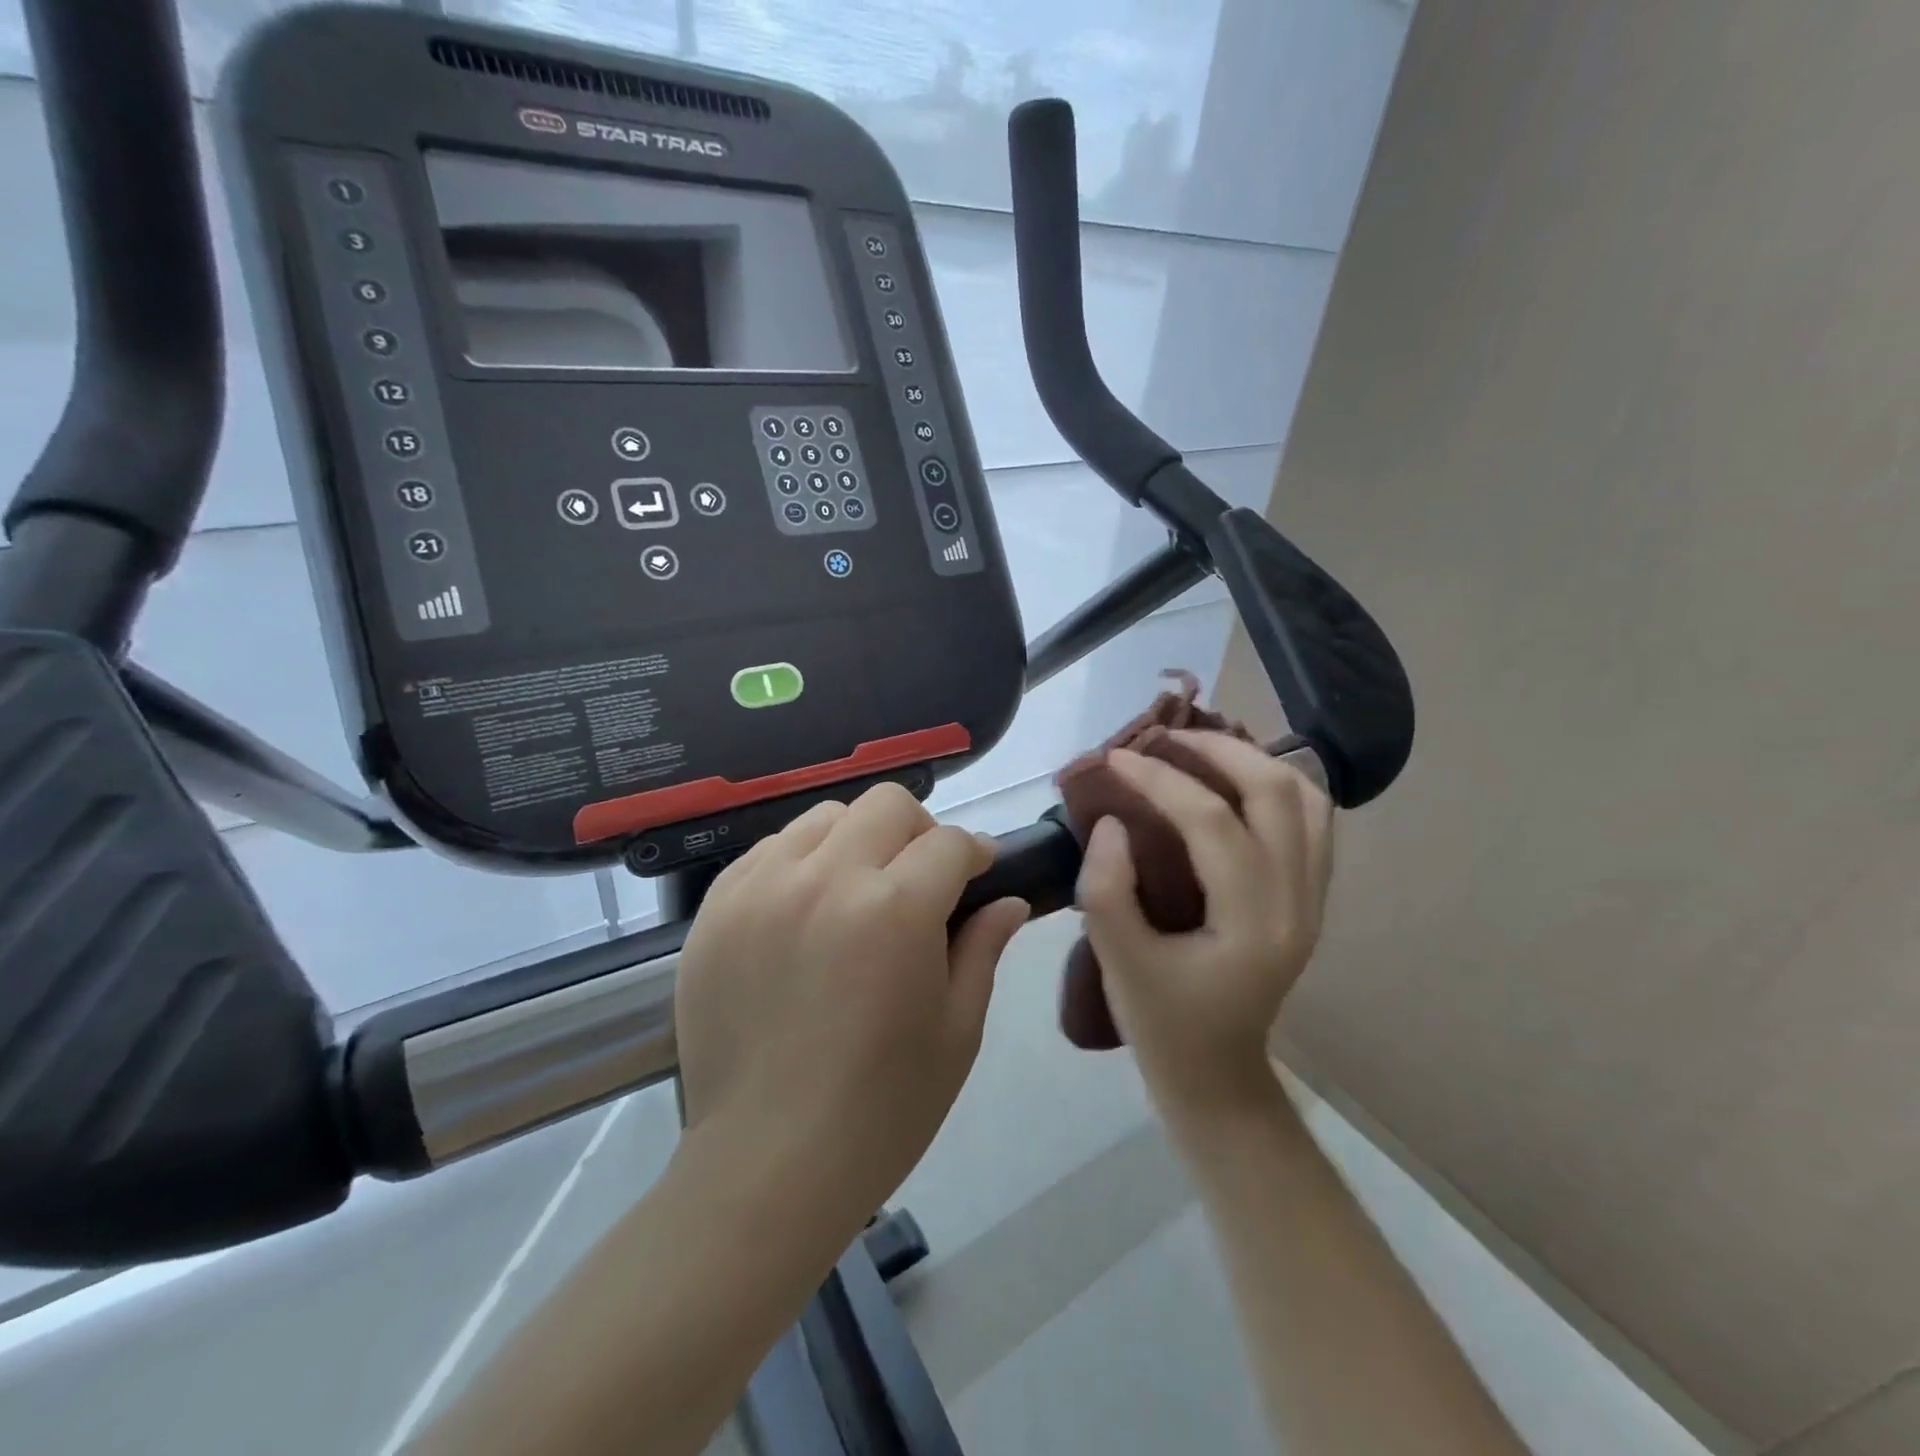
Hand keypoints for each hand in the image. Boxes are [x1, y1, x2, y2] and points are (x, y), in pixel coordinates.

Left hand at [673, 784, 1029, 1238]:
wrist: (766, 1165)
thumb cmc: (882, 1109)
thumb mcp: (956, 1031)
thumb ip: (983, 949)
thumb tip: (1009, 901)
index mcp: (896, 908)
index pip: (949, 842)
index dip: (974, 854)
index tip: (978, 874)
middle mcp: (825, 878)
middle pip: (886, 805)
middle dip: (919, 832)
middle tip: (919, 881)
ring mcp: (761, 888)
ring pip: (824, 818)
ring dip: (856, 841)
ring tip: (857, 893)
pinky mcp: (716, 909)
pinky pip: (768, 851)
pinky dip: (800, 863)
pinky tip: (804, 912)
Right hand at [1077, 732, 1333, 1119]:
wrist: (1217, 1077)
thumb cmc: (1164, 1024)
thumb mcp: (1119, 962)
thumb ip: (1106, 888)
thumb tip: (1112, 821)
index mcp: (1254, 924)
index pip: (1214, 823)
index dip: (1161, 780)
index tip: (1115, 759)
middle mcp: (1298, 901)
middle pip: (1277, 792)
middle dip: (1219, 750)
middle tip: (1163, 739)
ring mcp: (1313, 898)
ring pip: (1307, 799)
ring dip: (1254, 761)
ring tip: (1200, 750)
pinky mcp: (1309, 896)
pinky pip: (1310, 820)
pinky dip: (1275, 785)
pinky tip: (1233, 782)